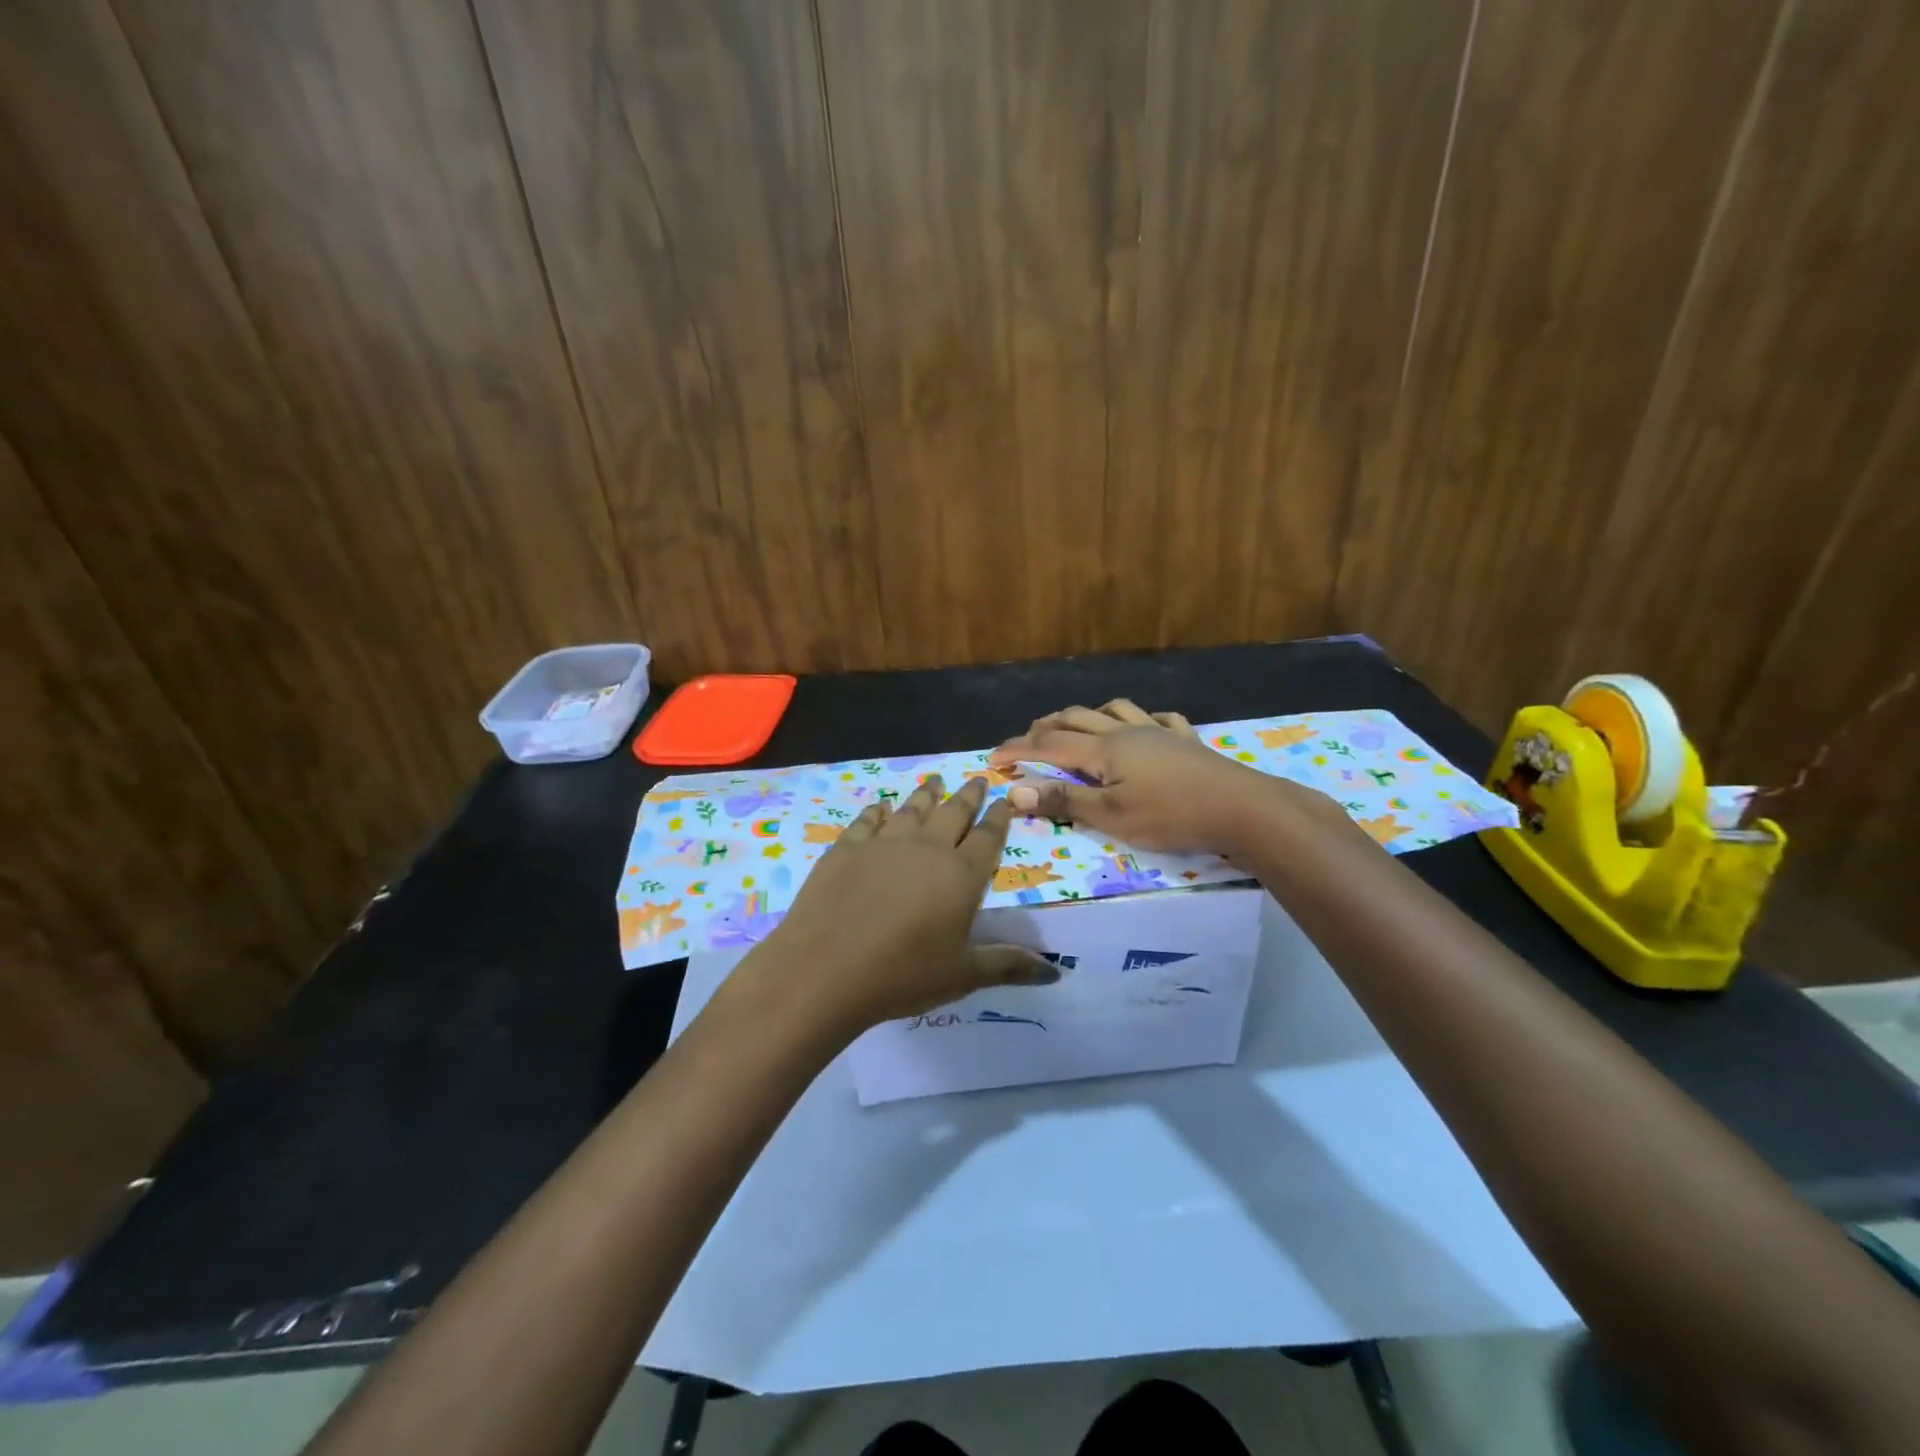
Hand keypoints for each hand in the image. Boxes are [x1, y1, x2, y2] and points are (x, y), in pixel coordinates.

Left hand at [738, 774, 1056, 1034]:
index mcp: (961, 875)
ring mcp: (884, 843)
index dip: (999, 818)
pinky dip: (878, 810)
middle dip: (968, 796)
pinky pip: (868, 820)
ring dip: (927, 794)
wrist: (826, 969)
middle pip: (953, 813)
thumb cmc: (903, 975)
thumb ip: (1008, 965)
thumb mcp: (963, 975)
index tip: (1005, 800)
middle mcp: (927, 848)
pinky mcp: (846, 848)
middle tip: (977, 779)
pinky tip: (880, 806)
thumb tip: (1054, 970)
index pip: (989, 837)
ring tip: (935, 781)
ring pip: (912, 809)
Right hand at [988, 699, 1342, 855]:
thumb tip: (1015, 790)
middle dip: (1044, 727)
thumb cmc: (1171, 815)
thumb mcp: (1111, 816)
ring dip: (1087, 715)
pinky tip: (1144, 725)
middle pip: (1076, 719)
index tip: (992, 759)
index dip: (1017, 750)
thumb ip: (1064, 801)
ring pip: (1114, 710)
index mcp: (1103, 749)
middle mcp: (1125, 731)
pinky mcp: (1185, 740)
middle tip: (1025, 741)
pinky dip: (1141, 719)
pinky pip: (1159, 718)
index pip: (1048, 745)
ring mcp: (1158, 732)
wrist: (1240, 807)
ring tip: (1075, 725)